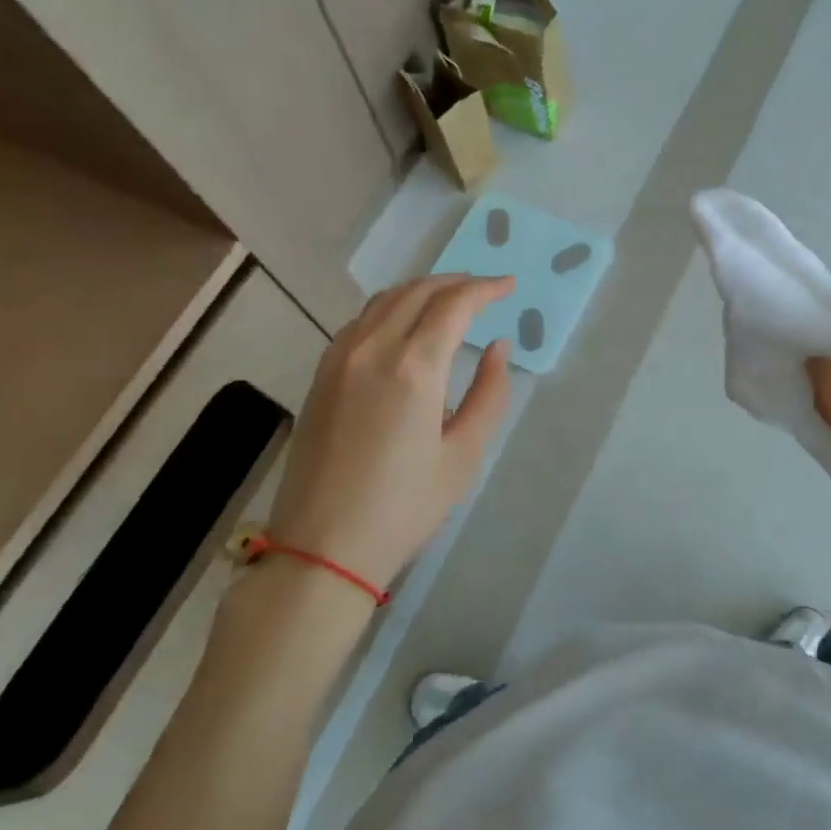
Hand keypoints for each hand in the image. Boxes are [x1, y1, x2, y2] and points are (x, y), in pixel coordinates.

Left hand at [269, 274, 514, 590]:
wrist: (322, 547)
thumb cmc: (405, 506)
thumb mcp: (464, 454)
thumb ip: (489, 392)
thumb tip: (498, 347)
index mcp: (413, 367)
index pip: (454, 304)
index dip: (486, 288)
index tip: (509, 286)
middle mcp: (372, 348)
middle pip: (418, 291)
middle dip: (456, 282)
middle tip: (485, 290)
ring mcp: (339, 358)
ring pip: (385, 300)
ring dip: (422, 290)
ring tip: (450, 300)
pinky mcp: (321, 374)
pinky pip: (361, 320)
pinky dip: (391, 308)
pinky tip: (404, 325)